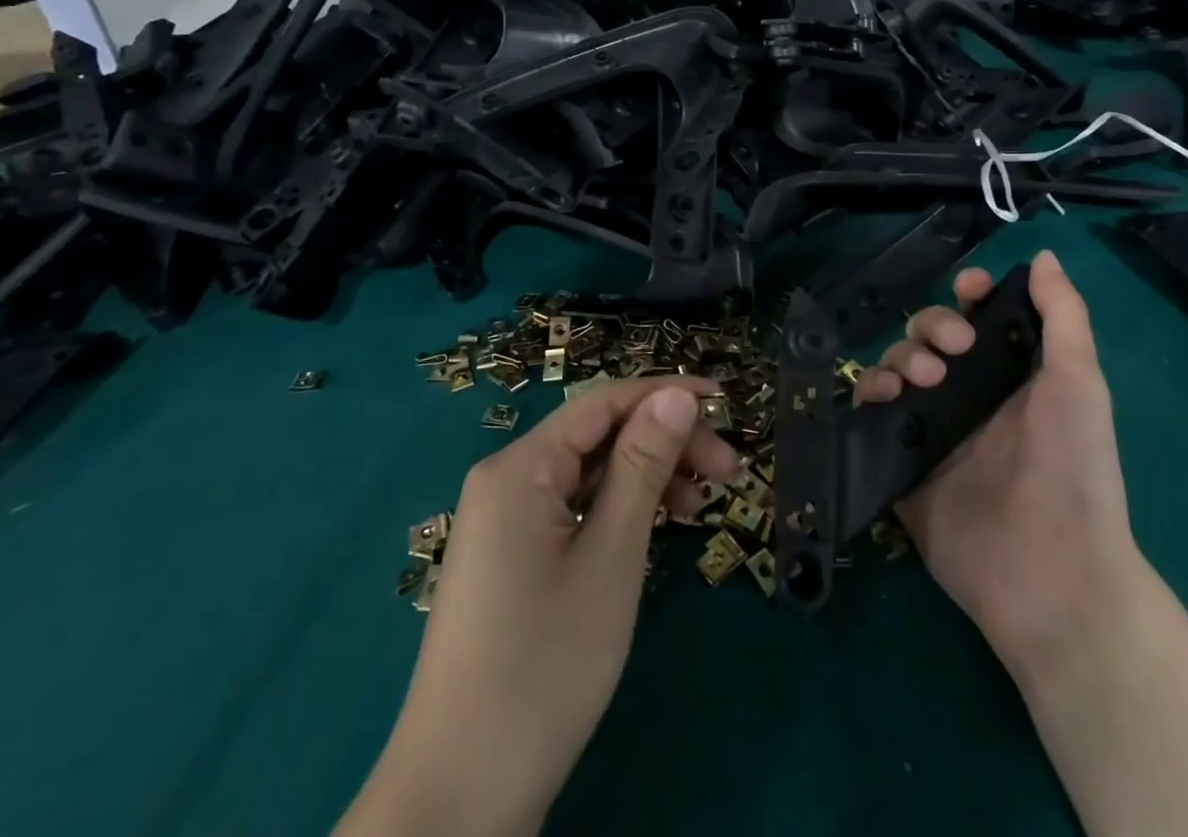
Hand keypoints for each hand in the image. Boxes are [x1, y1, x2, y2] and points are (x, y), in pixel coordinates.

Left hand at [338, 377, 739, 836]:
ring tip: (701, 505)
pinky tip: (654, 528)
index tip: (725, 401)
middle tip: (727, 472)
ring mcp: (504, 520)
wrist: (460, 795)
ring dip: (646, 478)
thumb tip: (676, 395)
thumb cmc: (546, 665)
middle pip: (597, 436)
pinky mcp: (510, 557)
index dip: (666, 393)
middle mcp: (507, 479)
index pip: (604, 401)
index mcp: (520, 466)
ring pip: (588, 473)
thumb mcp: (610, 556)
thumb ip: (643, 465)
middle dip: (663, 442)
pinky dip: (616, 510)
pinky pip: (572, 508)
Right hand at [856, 251, 1146, 676]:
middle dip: (932, 327)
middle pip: (930, 337)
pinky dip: (870, 391)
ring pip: (897, 366)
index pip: (978, 320)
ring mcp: (932, 429)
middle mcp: (969, 397)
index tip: (967, 290)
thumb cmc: (1073, 468)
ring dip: (901, 356)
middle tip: (950, 353)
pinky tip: (883, 396)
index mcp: (1011, 377)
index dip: (967, 297)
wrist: (1048, 570)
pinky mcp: (901, 461)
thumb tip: (1043, 254)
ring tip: (920, 381)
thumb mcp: (1080, 383)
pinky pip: (872, 412)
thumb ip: (1063, 317)